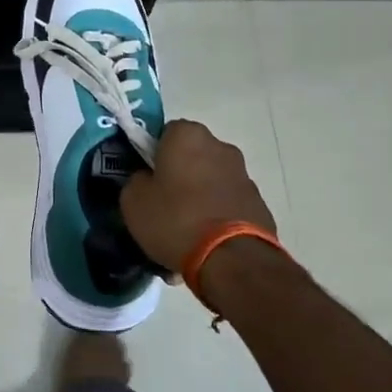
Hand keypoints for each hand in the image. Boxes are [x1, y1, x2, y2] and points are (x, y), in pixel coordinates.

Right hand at [121, 120, 276, 272]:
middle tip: (163, 204)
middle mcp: (220, 146)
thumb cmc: (176, 219)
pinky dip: (216, 215)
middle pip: (191, 156)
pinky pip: (226, 203)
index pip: (164, 132)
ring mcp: (243, 174)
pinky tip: (204, 242)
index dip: (152, 154)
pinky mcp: (258, 202)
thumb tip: (147, 180)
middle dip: (179, 175)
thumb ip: (136, 181)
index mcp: (187, 135)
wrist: (233, 259)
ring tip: (185, 231)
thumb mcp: (133, 201)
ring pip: (210, 181)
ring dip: (199, 196)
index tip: (146, 178)